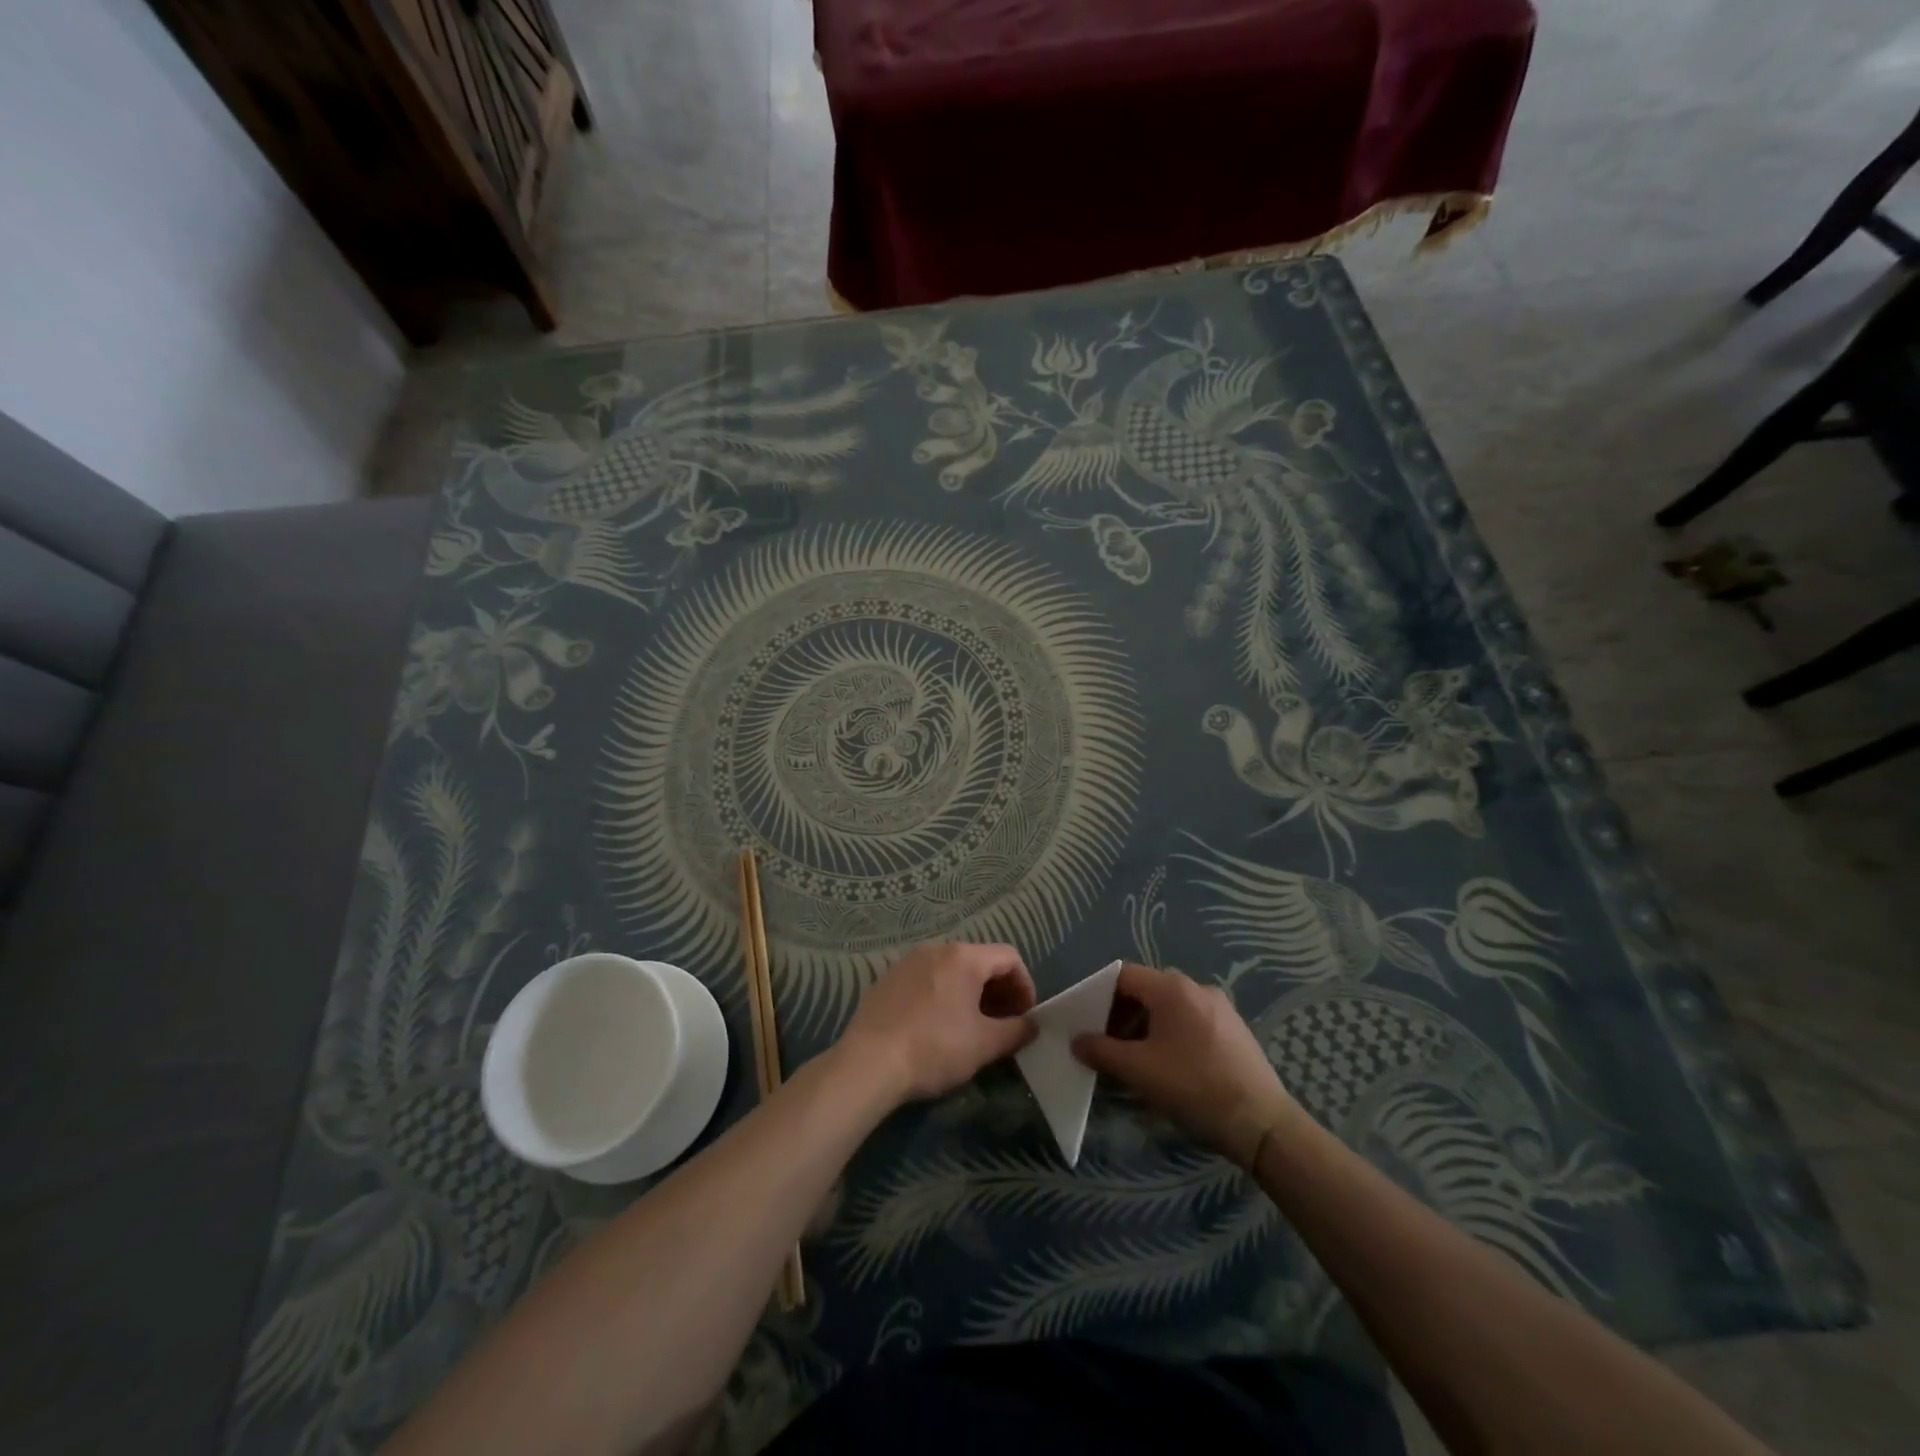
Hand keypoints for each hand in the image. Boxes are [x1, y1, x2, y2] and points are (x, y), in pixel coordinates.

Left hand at [833, 943, 1036, 1105]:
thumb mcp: (984, 1044)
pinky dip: (943, 996)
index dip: (1025, 986)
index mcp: (964, 957)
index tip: (1024, 1017)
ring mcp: (908, 962)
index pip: (1009, 958)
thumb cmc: (935, 1048)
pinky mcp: (888, 979)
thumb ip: (1016, 1031)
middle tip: (1003, 1024)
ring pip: (952, 970)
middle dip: (999, 991)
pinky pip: (928, 979)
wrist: (868, 1063)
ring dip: (971, 994)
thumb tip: (1032, 1025)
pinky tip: (937, 1027)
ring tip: (972, 1027)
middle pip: (980, 961)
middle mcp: (936, 949)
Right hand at [1073, 962, 1299, 1165]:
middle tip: (1106, 1044)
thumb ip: (1101, 1051)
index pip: (1123, 975)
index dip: (1099, 994)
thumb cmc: (1195, 1088)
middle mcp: (1197, 988)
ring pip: (1169, 1007)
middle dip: (1121, 1014)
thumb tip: (1077, 1041)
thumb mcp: (1139, 1071)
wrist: (1263, 1124)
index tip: (1086, 1022)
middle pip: (1146, 989)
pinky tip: (1168, 1066)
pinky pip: (1190, 1021)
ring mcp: (1220, 1008)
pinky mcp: (1234, 1030)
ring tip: (1134, 1059)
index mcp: (1173, 988)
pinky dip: (1170, 1035)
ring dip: (1145, 1027)